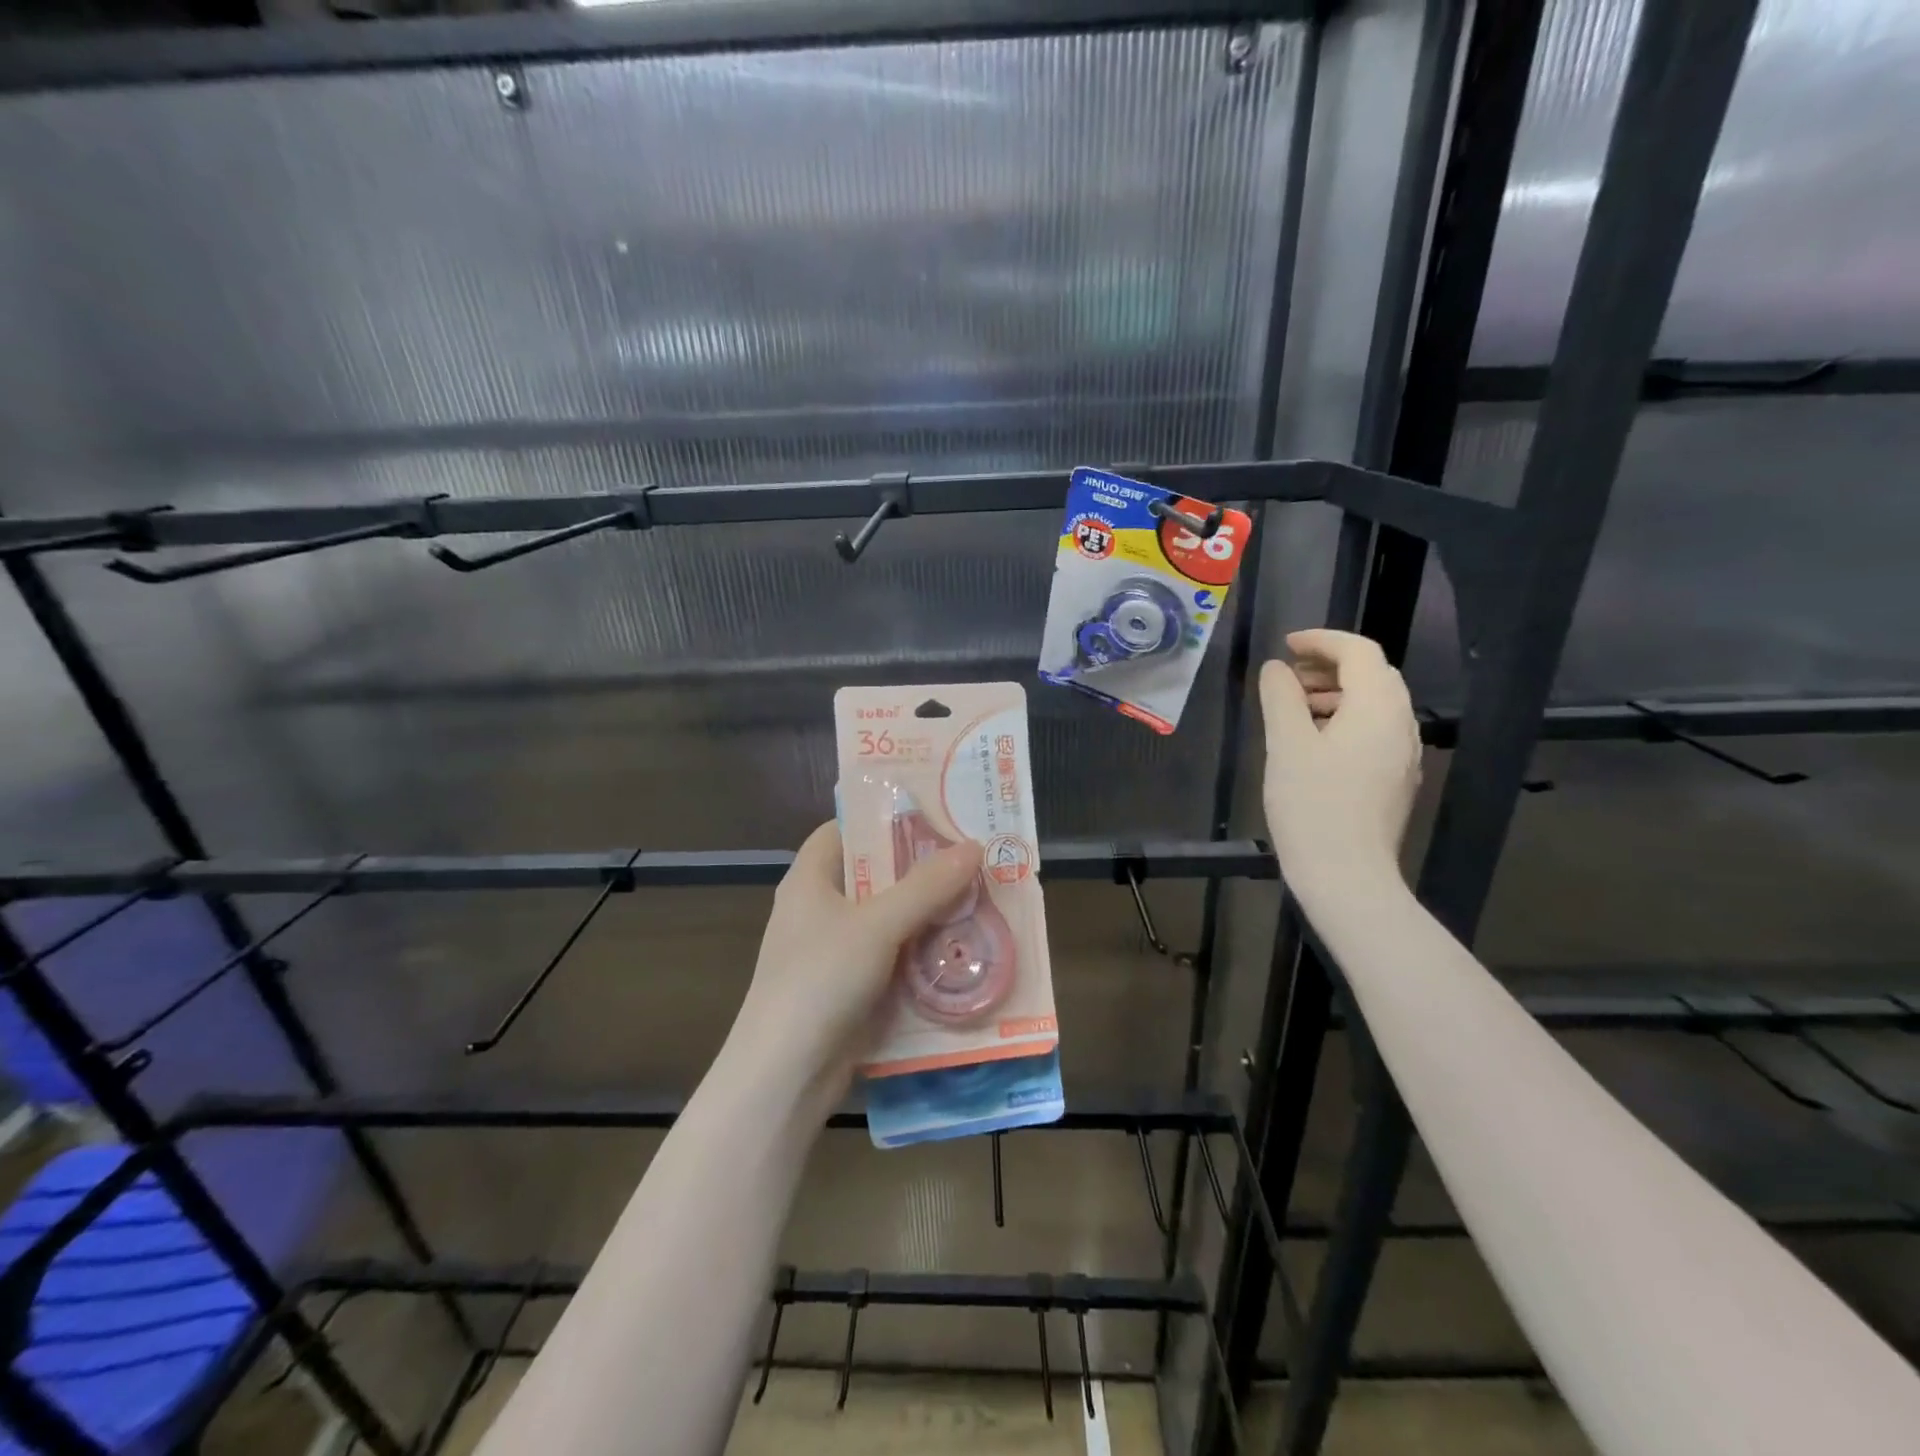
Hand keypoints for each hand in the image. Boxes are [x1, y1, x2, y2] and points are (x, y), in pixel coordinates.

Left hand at [731, 821, 982, 1101]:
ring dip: (929, 913)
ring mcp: (835, 951)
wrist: (785, 1078)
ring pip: (890, 918)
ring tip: (982, 898)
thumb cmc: (820, 980)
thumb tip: (974, 846)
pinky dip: (923, 952)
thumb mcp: (877, 925)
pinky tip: (963, 950)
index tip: (934, 814)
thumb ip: (926, 886)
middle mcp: (820, 909)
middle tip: (974, 857)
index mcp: (810, 879)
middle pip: (875, 874)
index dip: (884, 817)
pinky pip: (894, 957)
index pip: (844, 828)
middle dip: (922, 868)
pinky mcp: (851, 988)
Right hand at [1258, 629, 1421, 903]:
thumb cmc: (1312, 805)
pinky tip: (1313, 742)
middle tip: (1287, 675)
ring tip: (1294, 707)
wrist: (1346, 876)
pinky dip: (1345, 720)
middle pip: (1373, 675)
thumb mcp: (1286, 745)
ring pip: (1374, 704)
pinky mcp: (1395, 780)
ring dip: (1336, 693)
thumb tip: (1277, 669)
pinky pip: (1374, 731)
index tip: (1286, 645)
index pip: (1360, 652)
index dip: (1322, 640)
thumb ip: (1281, 698)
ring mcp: (1402, 755)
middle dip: (1330, 665)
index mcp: (1378, 709)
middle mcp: (1401, 725)